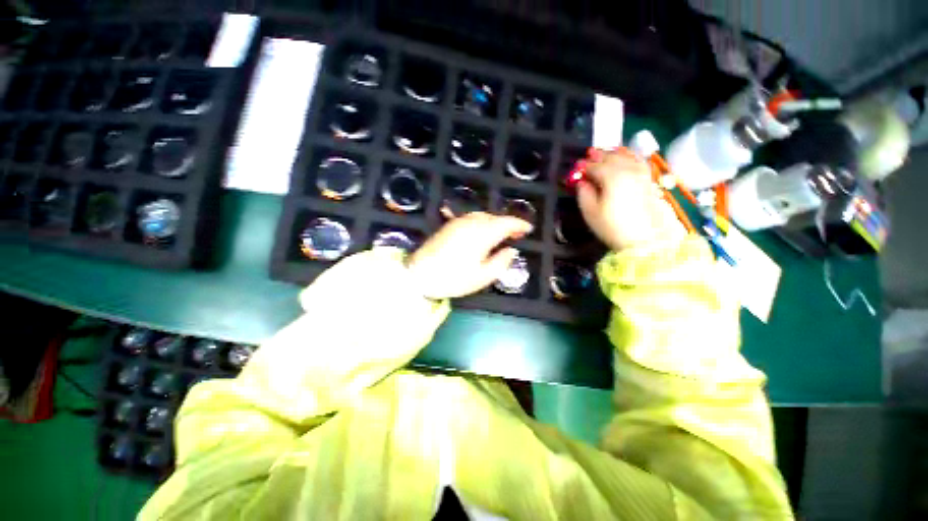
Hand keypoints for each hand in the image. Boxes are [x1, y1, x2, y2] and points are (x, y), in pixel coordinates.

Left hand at [406, 212, 531, 299]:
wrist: (419, 274)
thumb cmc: (453, 278)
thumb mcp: (482, 277)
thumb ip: (501, 262)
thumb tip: (511, 250)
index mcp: (482, 234)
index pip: (506, 223)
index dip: (519, 224)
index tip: (528, 229)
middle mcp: (471, 222)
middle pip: (495, 217)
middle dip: (508, 223)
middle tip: (517, 234)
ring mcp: (458, 222)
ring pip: (483, 216)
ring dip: (495, 222)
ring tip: (501, 234)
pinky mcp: (449, 225)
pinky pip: (471, 218)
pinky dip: (482, 222)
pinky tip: (483, 232)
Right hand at [576, 148, 684, 251]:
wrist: (644, 239)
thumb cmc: (612, 226)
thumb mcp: (590, 212)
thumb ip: (584, 193)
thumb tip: (582, 182)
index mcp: (611, 177)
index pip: (594, 166)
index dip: (583, 166)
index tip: (576, 168)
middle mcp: (627, 169)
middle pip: (610, 157)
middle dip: (598, 156)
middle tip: (588, 156)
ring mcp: (640, 173)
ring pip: (625, 156)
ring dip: (613, 154)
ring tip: (604, 154)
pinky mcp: (648, 180)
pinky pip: (637, 161)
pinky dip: (629, 156)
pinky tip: (625, 158)